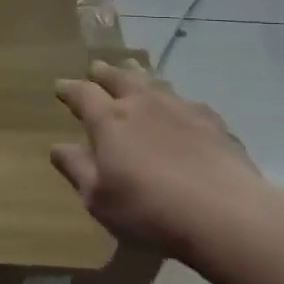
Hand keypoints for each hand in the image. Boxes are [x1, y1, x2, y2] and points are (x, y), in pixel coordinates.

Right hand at [51, 60, 271, 256]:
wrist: (225, 214)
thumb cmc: (148, 208)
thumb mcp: (98, 198)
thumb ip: (77, 169)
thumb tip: (58, 147)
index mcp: (109, 120)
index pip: (83, 94)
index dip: (69, 89)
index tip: (60, 86)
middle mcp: (142, 104)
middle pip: (119, 77)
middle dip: (104, 72)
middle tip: (97, 68)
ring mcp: (181, 109)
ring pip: (154, 82)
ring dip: (139, 77)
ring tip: (134, 74)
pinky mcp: (213, 122)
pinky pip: (187, 102)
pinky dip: (175, 101)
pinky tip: (181, 110)